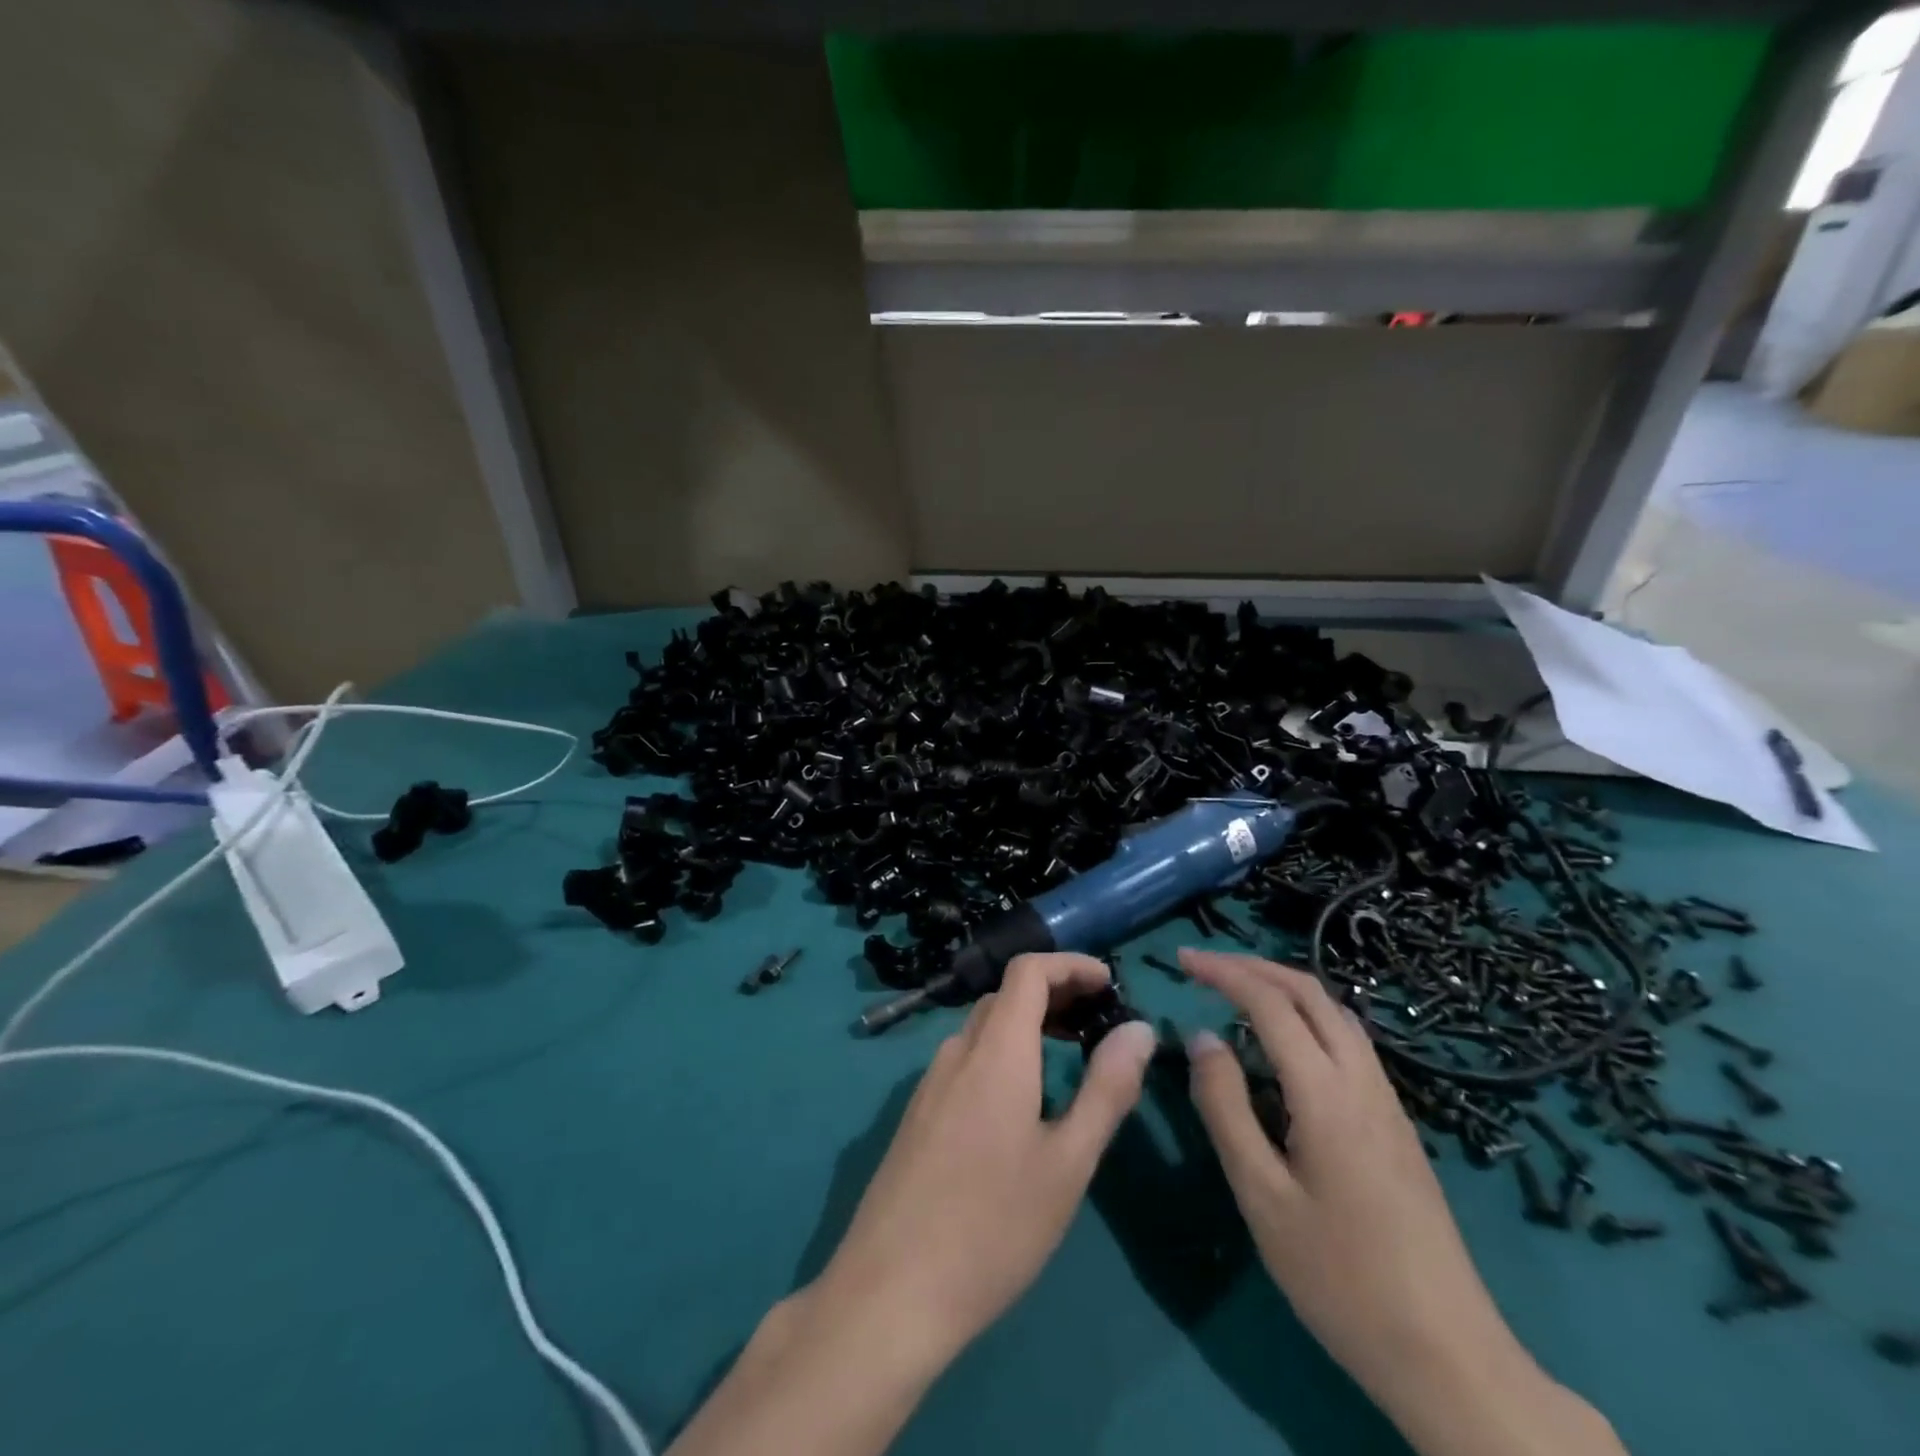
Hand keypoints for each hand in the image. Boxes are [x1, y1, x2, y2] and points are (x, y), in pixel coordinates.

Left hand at [810, 953, 1157, 1370]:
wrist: (891, 1290)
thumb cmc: (994, 1226)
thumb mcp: (1068, 1162)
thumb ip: (1106, 1089)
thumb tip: (1139, 1030)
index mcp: (995, 1051)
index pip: (1027, 971)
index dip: (1070, 964)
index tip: (1110, 984)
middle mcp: (957, 1051)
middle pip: (1006, 995)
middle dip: (1055, 993)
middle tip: (1099, 1019)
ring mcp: (930, 1082)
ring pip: (984, 1027)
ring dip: (1028, 1023)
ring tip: (1069, 1053)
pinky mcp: (918, 1112)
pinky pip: (966, 1058)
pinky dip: (1003, 1051)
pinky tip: (1022, 1098)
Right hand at [1179, 951, 1620, 1455]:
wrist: (1447, 1353)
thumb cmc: (1338, 1276)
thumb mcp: (1261, 1195)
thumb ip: (1226, 1108)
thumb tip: (1201, 1037)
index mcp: (1326, 1093)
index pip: (1269, 1003)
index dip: (1223, 972)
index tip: (1182, 960)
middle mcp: (1362, 1081)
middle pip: (1310, 992)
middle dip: (1254, 967)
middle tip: (1205, 966)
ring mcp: (1387, 1101)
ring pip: (1335, 1013)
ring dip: (1284, 987)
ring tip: (1238, 991)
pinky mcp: (1397, 1123)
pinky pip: (1348, 1041)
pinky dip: (1307, 1015)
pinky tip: (1285, 1043)